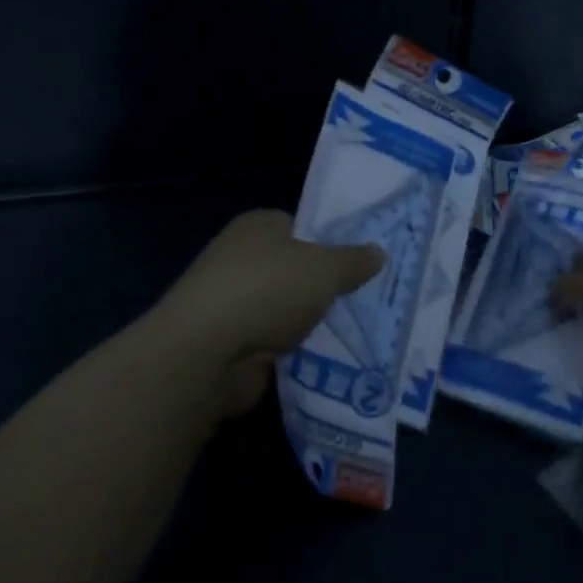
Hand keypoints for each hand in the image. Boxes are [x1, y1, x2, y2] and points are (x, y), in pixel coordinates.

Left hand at [152, 209, 384, 416]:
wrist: (205, 354)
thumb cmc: (267, 291)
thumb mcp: (326, 269)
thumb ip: (354, 261)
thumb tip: (378, 252)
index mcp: (258, 225)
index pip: (300, 225)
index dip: (330, 240)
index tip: (360, 260)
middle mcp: (240, 256)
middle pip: (293, 267)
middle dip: (322, 284)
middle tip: (364, 295)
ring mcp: (231, 301)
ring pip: (284, 306)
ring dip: (307, 319)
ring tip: (352, 328)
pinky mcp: (228, 341)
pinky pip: (272, 339)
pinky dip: (291, 347)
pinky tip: (322, 356)